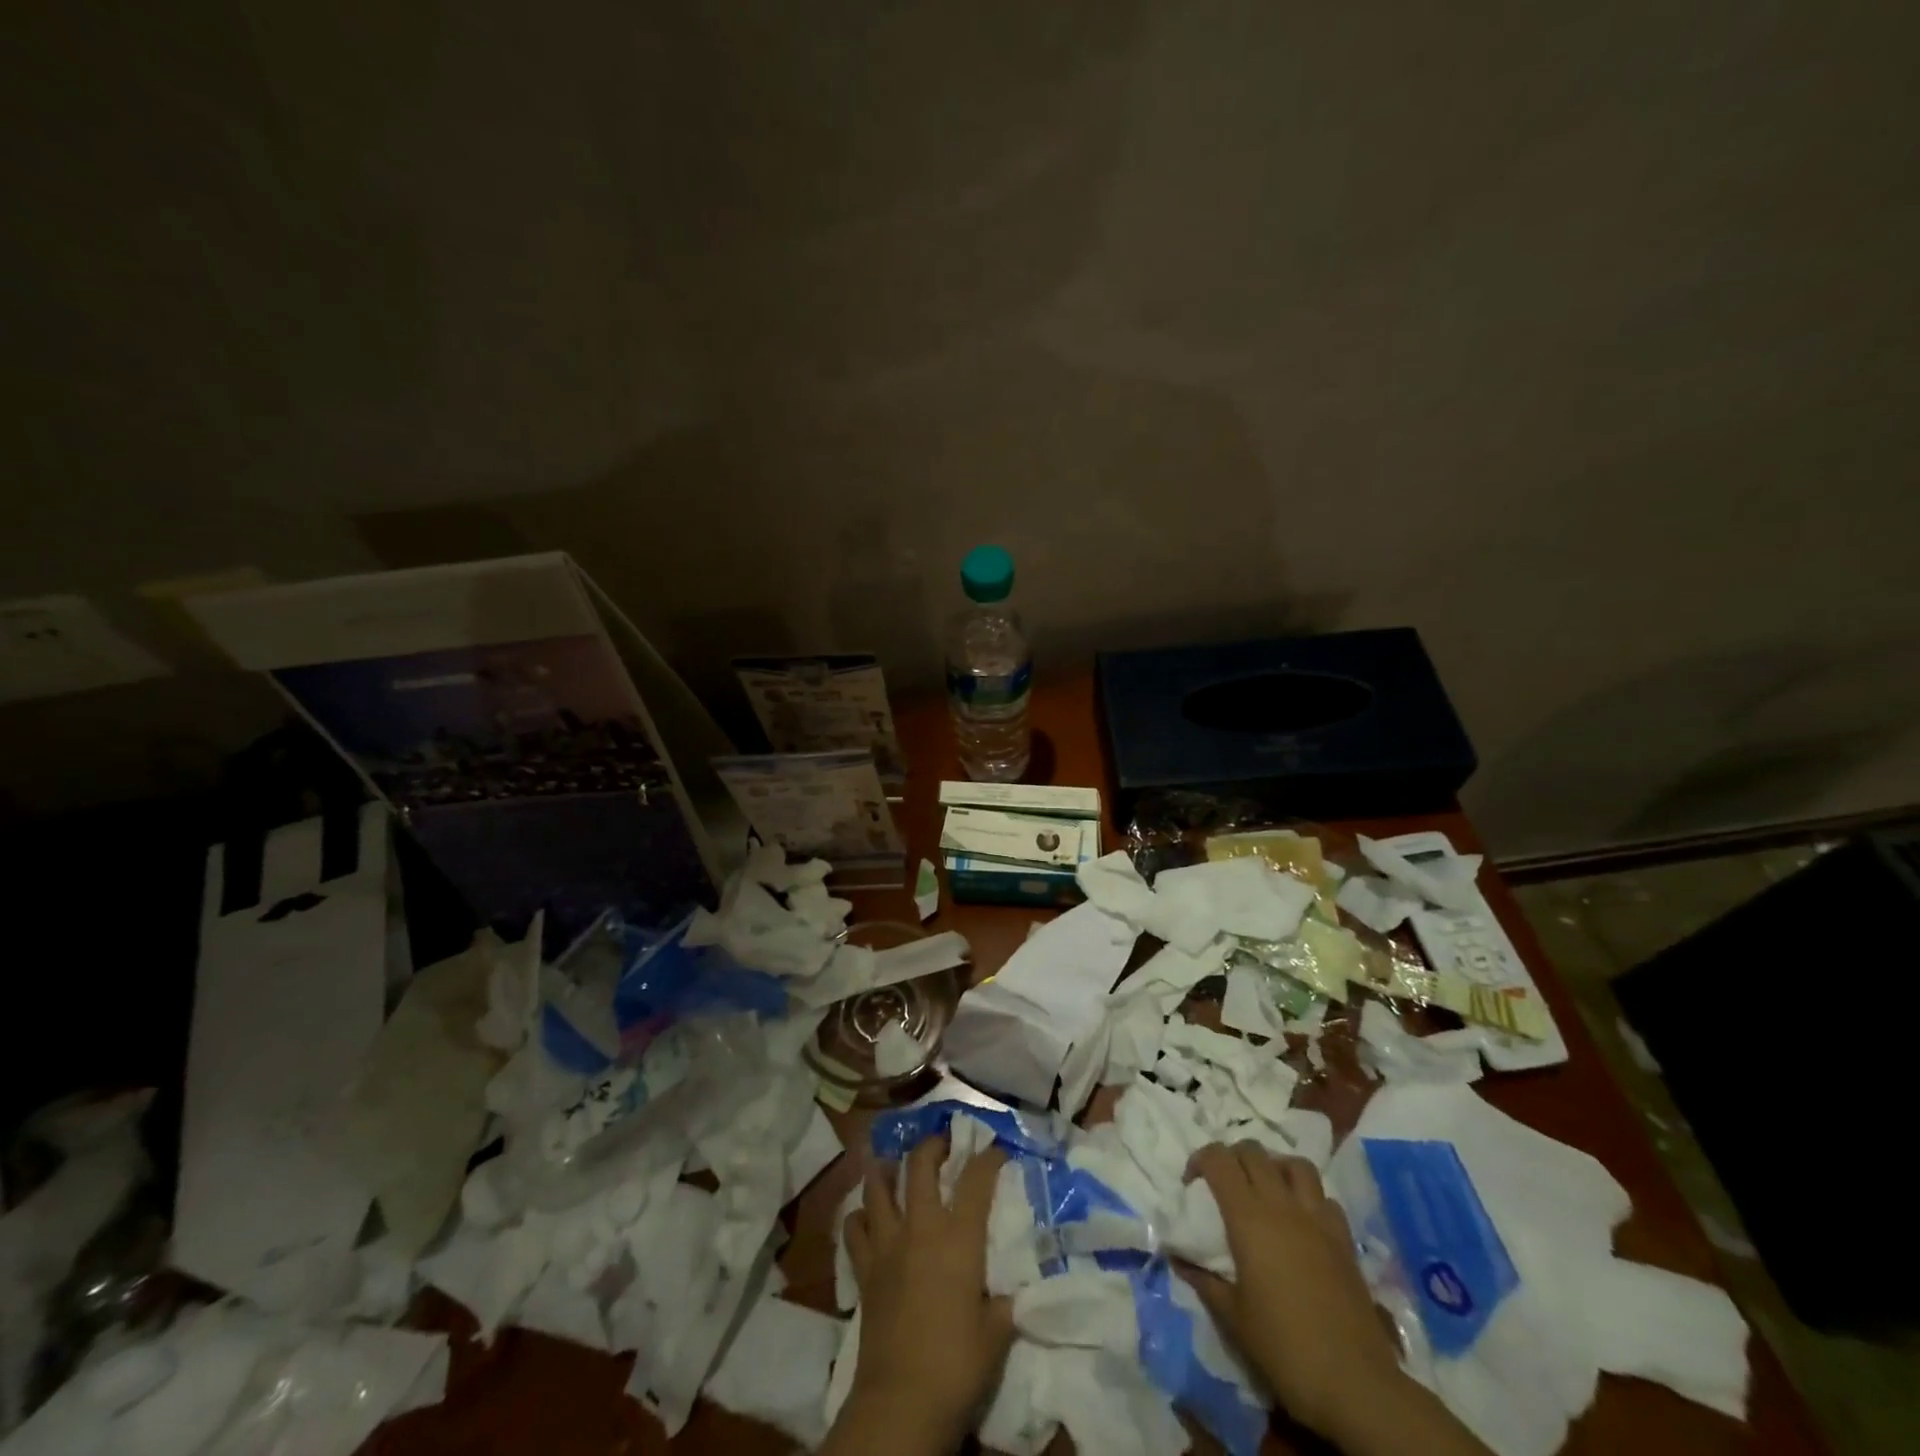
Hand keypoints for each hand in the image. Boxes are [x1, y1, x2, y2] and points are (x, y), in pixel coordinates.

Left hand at [842, 1135, 1013, 1446]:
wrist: (901, 1401)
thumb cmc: (957, 1365)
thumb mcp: (996, 1334)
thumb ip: (1002, 1304)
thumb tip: (1006, 1295)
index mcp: (958, 1237)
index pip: (976, 1179)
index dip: (988, 1157)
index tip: (996, 1149)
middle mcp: (921, 1227)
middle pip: (920, 1164)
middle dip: (932, 1145)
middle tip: (942, 1143)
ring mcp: (887, 1244)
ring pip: (877, 1186)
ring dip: (885, 1168)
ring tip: (892, 1162)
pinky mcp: (864, 1269)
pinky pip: (854, 1229)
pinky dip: (859, 1216)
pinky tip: (867, 1217)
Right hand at [1177, 1143, 1402, 1443]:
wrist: (1354, 1382)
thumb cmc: (1284, 1346)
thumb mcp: (1233, 1317)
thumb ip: (1203, 1280)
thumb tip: (1178, 1258)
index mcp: (1248, 1216)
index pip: (1219, 1159)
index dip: (1199, 1159)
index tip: (1191, 1184)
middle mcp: (1281, 1204)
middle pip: (1253, 1151)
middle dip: (1233, 1158)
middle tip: (1223, 1185)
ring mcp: (1317, 1218)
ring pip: (1294, 1164)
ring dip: (1275, 1167)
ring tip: (1266, 1190)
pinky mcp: (1344, 1238)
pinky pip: (1324, 1197)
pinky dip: (1309, 1197)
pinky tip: (1302, 1221)